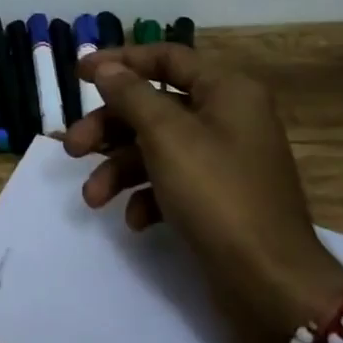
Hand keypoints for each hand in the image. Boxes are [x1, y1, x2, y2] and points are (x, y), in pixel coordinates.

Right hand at [63, 45, 342, 342]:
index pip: (166, 57)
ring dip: (119, 169)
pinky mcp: (218, 200)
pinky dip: (148, 197)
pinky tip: (135, 220)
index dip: (120, 61)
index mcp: (226, 91)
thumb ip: (131, 95)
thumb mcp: (166, 136)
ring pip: (157, 148)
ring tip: (92, 198)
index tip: (79, 74)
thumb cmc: (217, 194)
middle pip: (154, 107)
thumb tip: (105, 68)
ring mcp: (224, 161)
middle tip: (71, 148)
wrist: (271, 285)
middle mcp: (227, 118)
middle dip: (108, 128)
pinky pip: (172, 183)